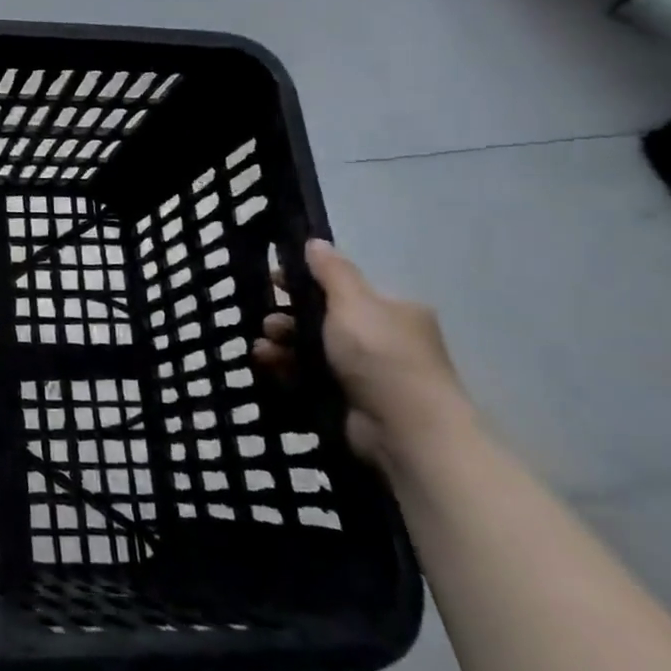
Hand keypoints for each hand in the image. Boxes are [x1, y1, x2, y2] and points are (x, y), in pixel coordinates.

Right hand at [255, 239, 473, 470]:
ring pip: (312, 349)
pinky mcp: (349, 401)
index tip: (273, 281)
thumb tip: (316, 241)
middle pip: (323, 319)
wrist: (406, 429)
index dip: (306, 281)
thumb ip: (331, 271)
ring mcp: (366, 373)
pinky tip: (268, 366)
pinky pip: (309, 377)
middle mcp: (382, 339)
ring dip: (283, 345)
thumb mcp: (353, 302)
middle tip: (269, 323)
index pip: (342, 288)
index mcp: (391, 310)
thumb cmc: (381, 355)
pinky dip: (287, 370)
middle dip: (289, 318)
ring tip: (263, 350)